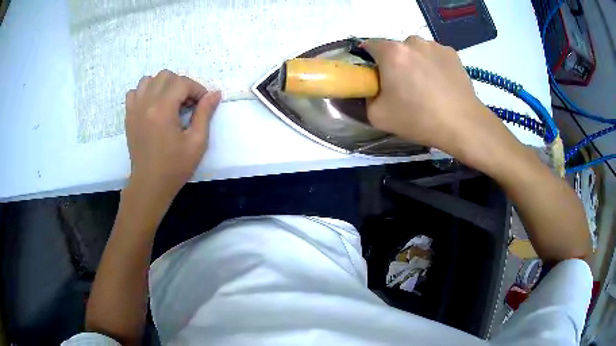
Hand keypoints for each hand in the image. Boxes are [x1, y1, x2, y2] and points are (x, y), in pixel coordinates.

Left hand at [125, 70, 220, 202]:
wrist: (149, 185)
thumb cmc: (175, 167)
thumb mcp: (197, 142)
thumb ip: (205, 113)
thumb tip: (215, 93)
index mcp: (163, 109)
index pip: (182, 82)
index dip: (197, 89)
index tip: (203, 104)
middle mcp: (146, 103)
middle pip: (166, 75)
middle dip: (181, 84)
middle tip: (187, 104)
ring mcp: (134, 109)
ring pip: (149, 80)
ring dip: (162, 85)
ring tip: (170, 102)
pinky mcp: (128, 116)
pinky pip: (134, 92)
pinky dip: (145, 93)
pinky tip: (152, 106)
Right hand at [362, 37, 502, 158]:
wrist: (462, 125)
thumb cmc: (419, 119)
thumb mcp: (378, 116)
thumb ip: (365, 98)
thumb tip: (371, 89)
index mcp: (392, 52)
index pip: (369, 45)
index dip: (369, 60)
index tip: (375, 76)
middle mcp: (413, 42)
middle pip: (395, 49)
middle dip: (394, 63)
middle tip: (403, 86)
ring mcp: (435, 46)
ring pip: (417, 51)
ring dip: (415, 63)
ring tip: (426, 87)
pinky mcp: (452, 54)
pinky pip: (434, 56)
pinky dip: (433, 65)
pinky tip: (441, 85)